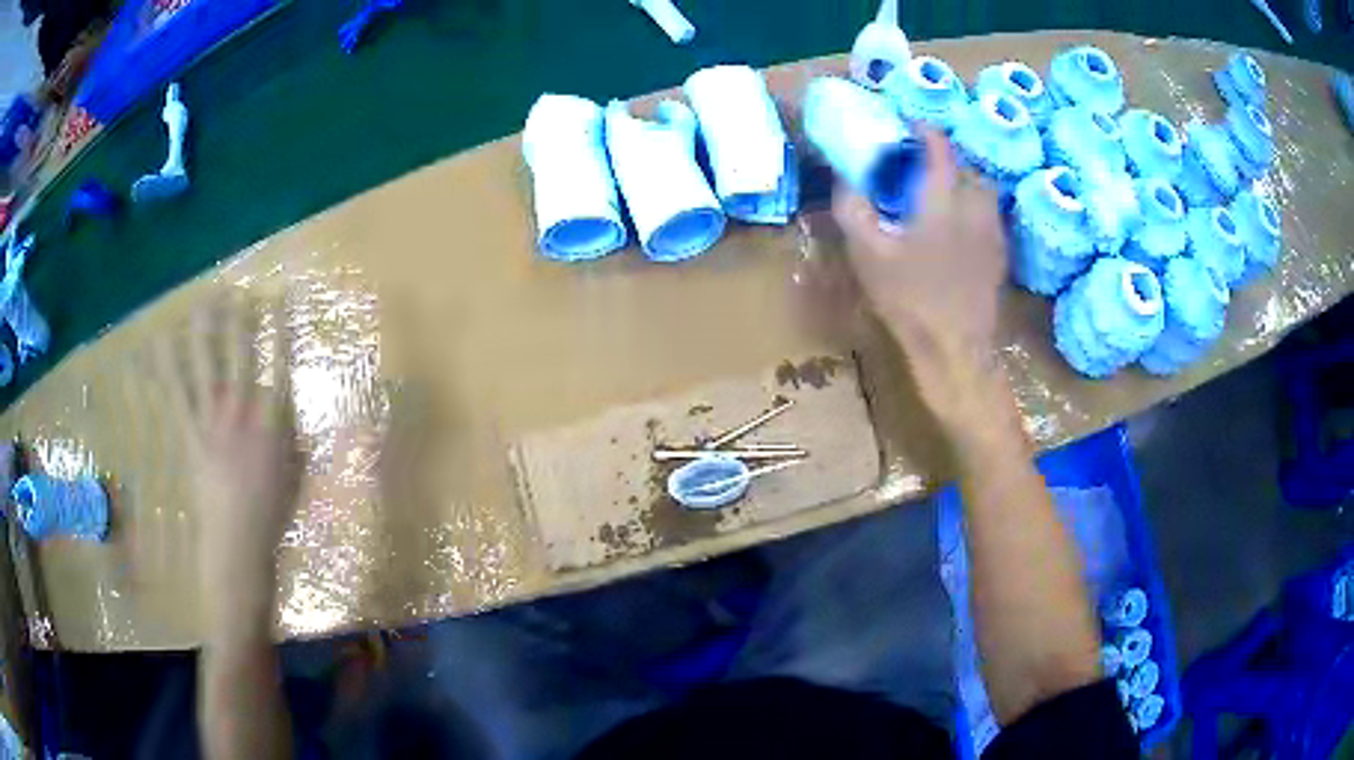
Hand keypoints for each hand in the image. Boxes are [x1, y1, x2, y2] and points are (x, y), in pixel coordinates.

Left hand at [158, 297, 298, 632]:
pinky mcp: (190, 438)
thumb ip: (293, 432)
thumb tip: (286, 403)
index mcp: (272, 423)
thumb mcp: (297, 472)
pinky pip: (174, 400)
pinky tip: (151, 352)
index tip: (277, 297)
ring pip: (202, 368)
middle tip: (232, 289)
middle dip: (235, 318)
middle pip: (236, 355)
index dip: (278, 327)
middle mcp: (240, 414)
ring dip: (200, 334)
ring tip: (197, 304)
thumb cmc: (273, 514)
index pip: (277, 363)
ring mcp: (211, 424)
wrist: (238, 545)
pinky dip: (161, 375)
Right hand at [832, 128, 1007, 421]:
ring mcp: (993, 228)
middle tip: (914, 168)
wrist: (955, 347)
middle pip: (961, 163)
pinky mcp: (1000, 251)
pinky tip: (954, 228)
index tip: (902, 126)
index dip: (920, 128)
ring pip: (978, 187)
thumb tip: (845, 174)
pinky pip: (986, 212)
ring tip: (935, 196)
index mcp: (943, 195)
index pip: (938, 143)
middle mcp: (976, 202)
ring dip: (957, 181)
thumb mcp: (867, 251)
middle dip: (938, 157)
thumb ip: (853, 206)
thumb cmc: (908, 298)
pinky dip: (970, 207)